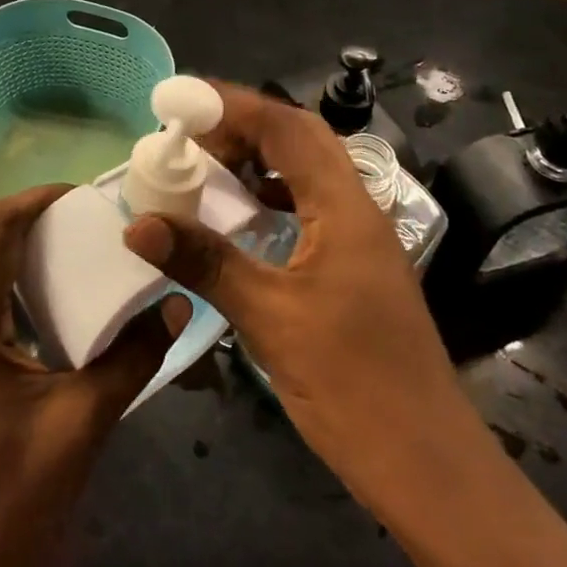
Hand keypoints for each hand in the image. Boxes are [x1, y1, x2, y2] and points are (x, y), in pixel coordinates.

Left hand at [0, 186, 180, 566]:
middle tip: (77, 215)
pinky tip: (40, 293)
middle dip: (22, 209)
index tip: (84, 196)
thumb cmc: (14, 504)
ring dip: (8, 237)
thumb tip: (175, 304)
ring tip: (63, 243)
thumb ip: (133, 357)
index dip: (37, 199)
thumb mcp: (84, 424)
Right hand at [123, 84, 476, 524]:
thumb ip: (205, 262)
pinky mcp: (356, 267)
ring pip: (308, 172)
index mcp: (344, 208)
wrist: (426, 465)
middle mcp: (358, 209)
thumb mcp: (269, 317)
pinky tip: (244, 218)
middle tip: (191, 136)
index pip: (287, 128)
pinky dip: (272, 196)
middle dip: (245, 126)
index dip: (233, 105)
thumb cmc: (352, 385)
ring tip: (209, 168)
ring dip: (260, 159)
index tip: (181, 101)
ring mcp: (362, 239)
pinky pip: (310, 206)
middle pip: (302, 139)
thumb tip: (140, 223)